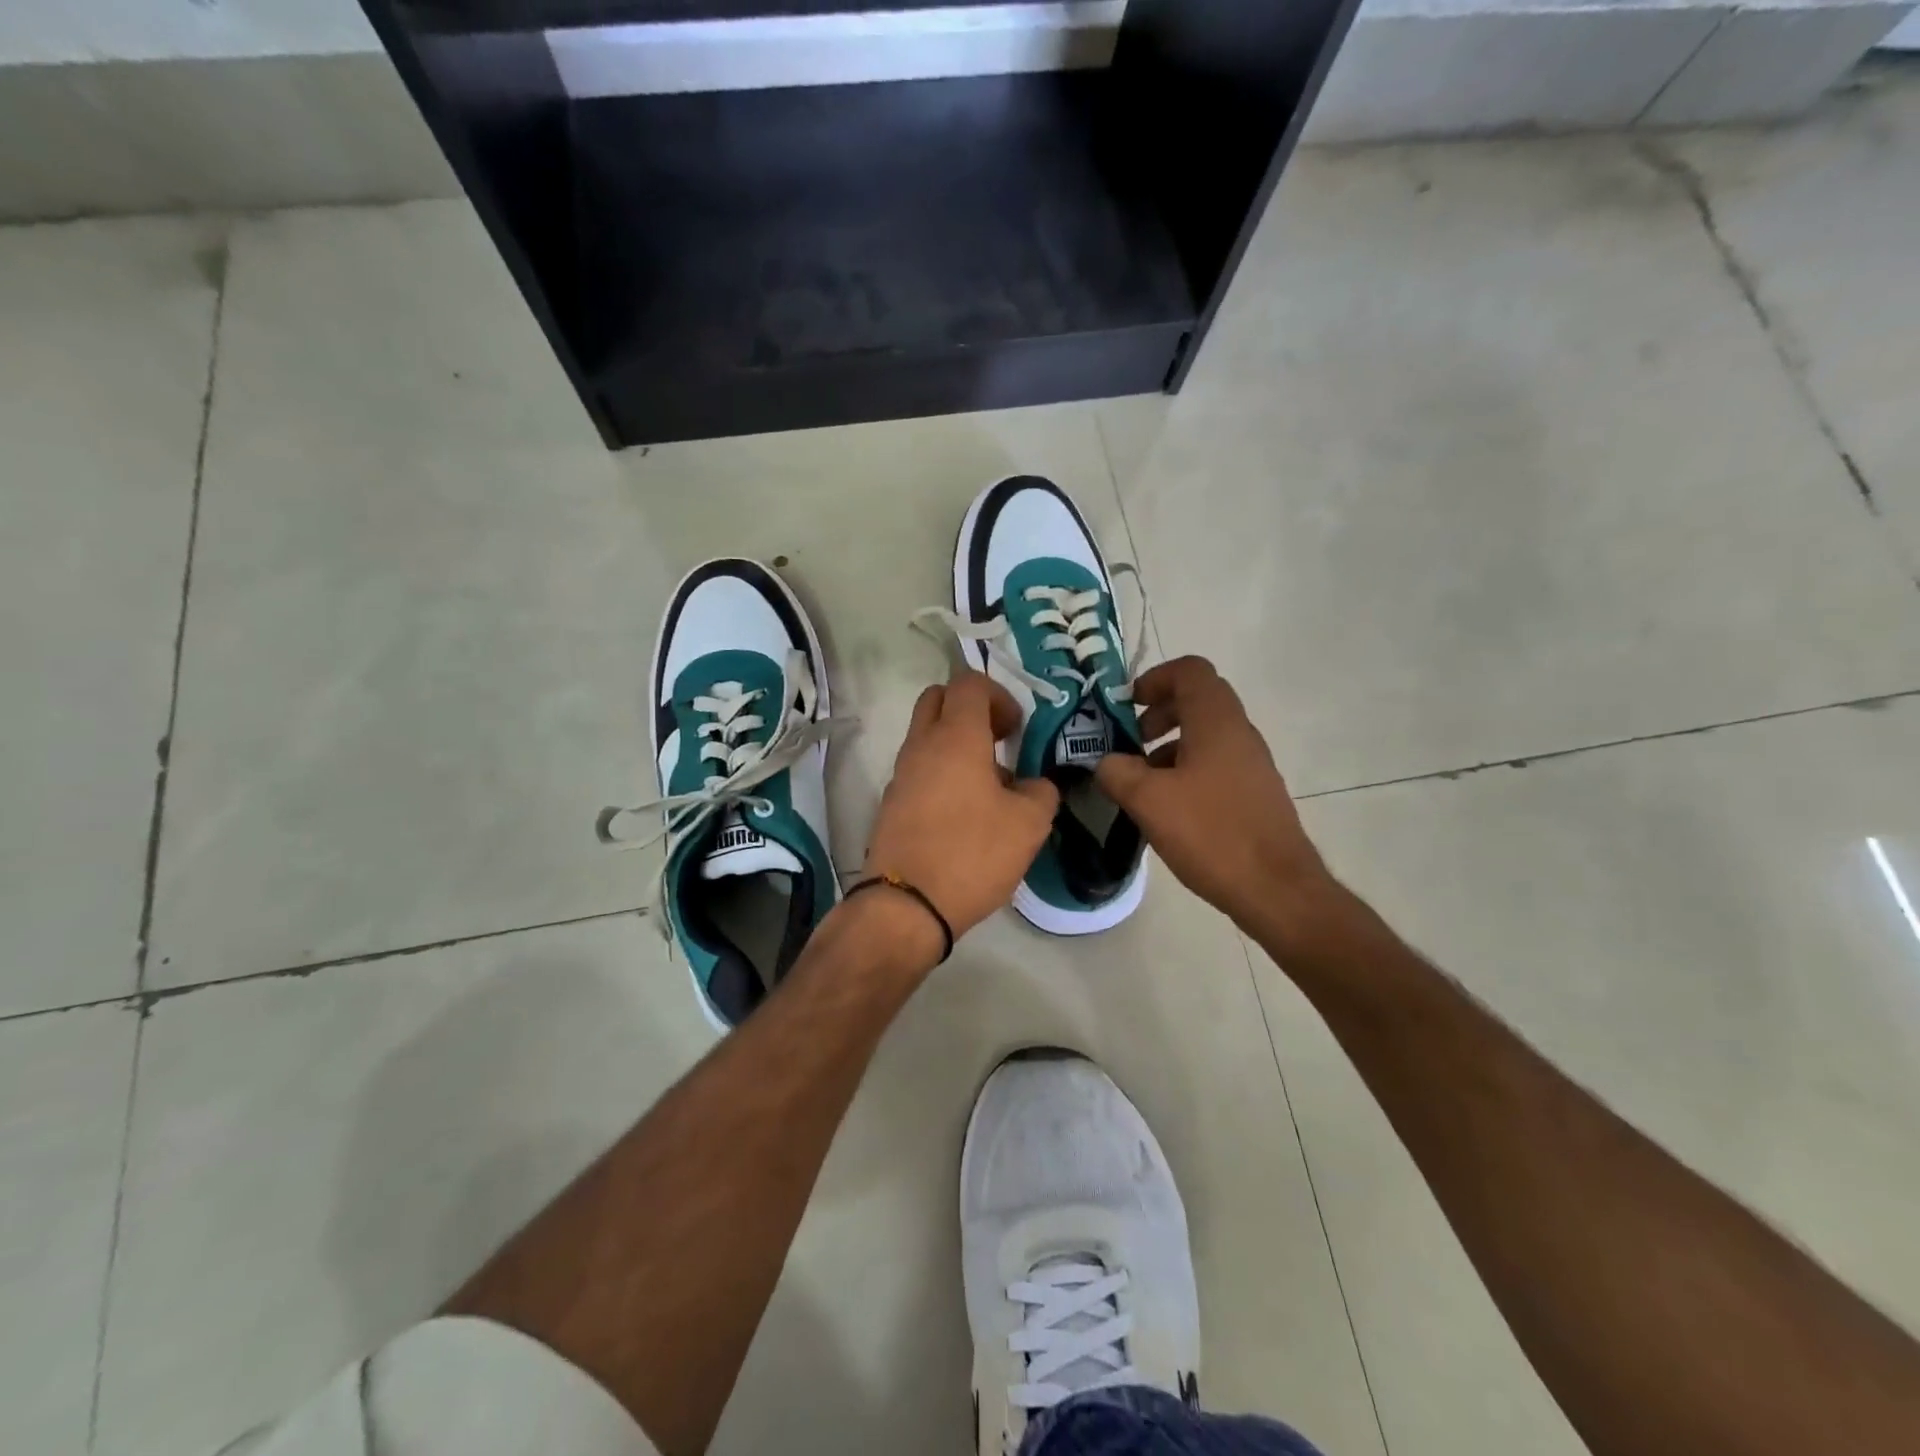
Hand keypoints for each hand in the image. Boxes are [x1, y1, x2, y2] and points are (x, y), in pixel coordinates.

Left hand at [863, 670, 1059, 944]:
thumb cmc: (972, 853)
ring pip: (927, 736)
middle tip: (999, 741)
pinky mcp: (892, 803)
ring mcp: (901, 774)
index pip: (969, 683)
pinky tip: (966, 813)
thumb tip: (1033, 785)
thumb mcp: (1029, 824)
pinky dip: (942, 773)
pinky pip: (919, 769)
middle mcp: (921, 745)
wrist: (906, 905)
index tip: (1016, 730)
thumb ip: (1040, 792)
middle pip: (938, 699)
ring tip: (989, 786)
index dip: (999, 696)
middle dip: (971, 709)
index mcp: (955, 737)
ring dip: (957, 744)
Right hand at [1095, 656, 1333, 932]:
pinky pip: (1214, 764)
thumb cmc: (1211, 833)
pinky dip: (1185, 771)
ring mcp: (1251, 764)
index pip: (1190, 670)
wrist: (1276, 889)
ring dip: (1168, 746)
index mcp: (1216, 722)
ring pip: (1204, 735)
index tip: (1127, 706)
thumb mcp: (1149, 800)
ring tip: (1141, 782)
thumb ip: (1117, 772)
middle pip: (1197, 700)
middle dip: (1157, 713)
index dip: (1154, 678)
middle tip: (1129, 742)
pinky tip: (1167, 809)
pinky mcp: (1254, 793)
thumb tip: (1106, 762)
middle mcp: (1239, 733)